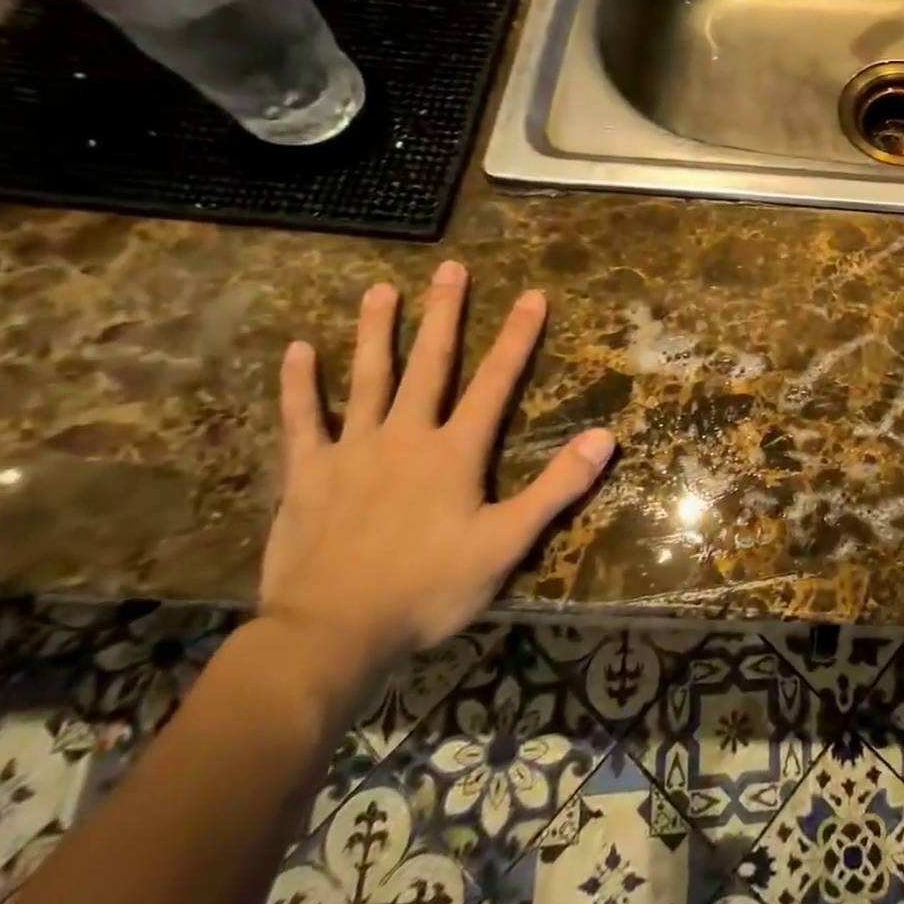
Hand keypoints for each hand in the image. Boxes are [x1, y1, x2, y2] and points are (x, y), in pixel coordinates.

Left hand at [262, 261, 614, 681]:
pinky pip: (302, 421)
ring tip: (381, 288)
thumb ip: (556, 487)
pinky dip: (300, 385)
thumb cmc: (427, 588)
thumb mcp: (506, 543)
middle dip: (445, 314)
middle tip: (451, 268)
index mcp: (454, 452)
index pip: (495, 382)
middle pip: (430, 364)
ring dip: (377, 331)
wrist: (330, 635)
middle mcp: (406, 436)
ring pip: (368, 379)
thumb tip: (605, 437)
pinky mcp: (308, 474)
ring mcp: (352, 451)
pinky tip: (299, 349)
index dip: (518, 337)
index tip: (533, 295)